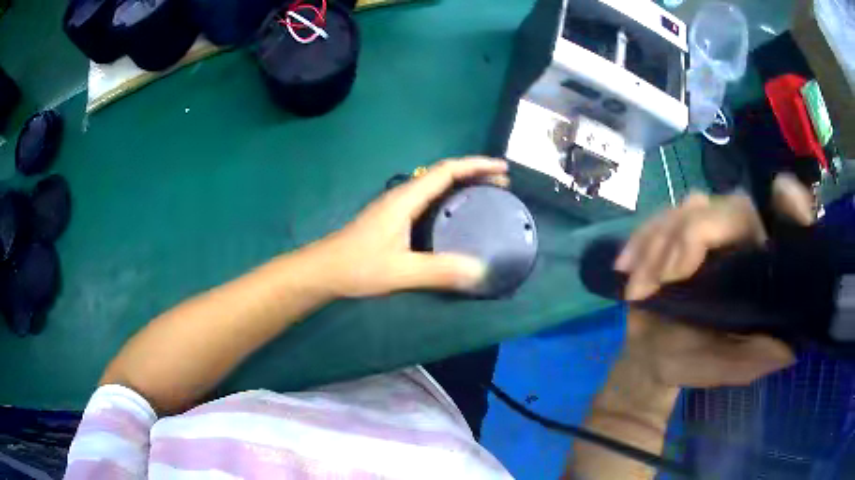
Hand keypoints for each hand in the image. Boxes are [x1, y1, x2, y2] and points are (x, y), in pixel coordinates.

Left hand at [309, 157, 508, 297]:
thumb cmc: (358, 266)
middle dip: (475, 173)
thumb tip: (480, 272)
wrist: (324, 270)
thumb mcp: (401, 271)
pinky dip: (450, 198)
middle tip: (503, 185)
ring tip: (487, 195)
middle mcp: (403, 195)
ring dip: (463, 184)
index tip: (502, 169)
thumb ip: (439, 271)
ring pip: (436, 185)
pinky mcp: (393, 217)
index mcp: (406, 199)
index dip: (476, 165)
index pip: (447, 171)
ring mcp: (397, 205)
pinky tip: (456, 215)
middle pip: (444, 174)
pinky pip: (429, 198)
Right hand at [614, 175, 812, 387]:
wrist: (650, 358)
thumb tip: (789, 349)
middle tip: (664, 277)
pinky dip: (640, 241)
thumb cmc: (694, 361)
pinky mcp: (672, 231)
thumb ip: (753, 360)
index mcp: (759, 266)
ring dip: (660, 243)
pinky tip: (626, 270)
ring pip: (689, 209)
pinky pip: (657, 219)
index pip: (783, 223)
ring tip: (640, 288)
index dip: (791, 205)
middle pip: (728, 208)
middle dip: (691, 236)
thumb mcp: (725, 369)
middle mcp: (739, 239)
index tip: (782, 194)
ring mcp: (704, 230)